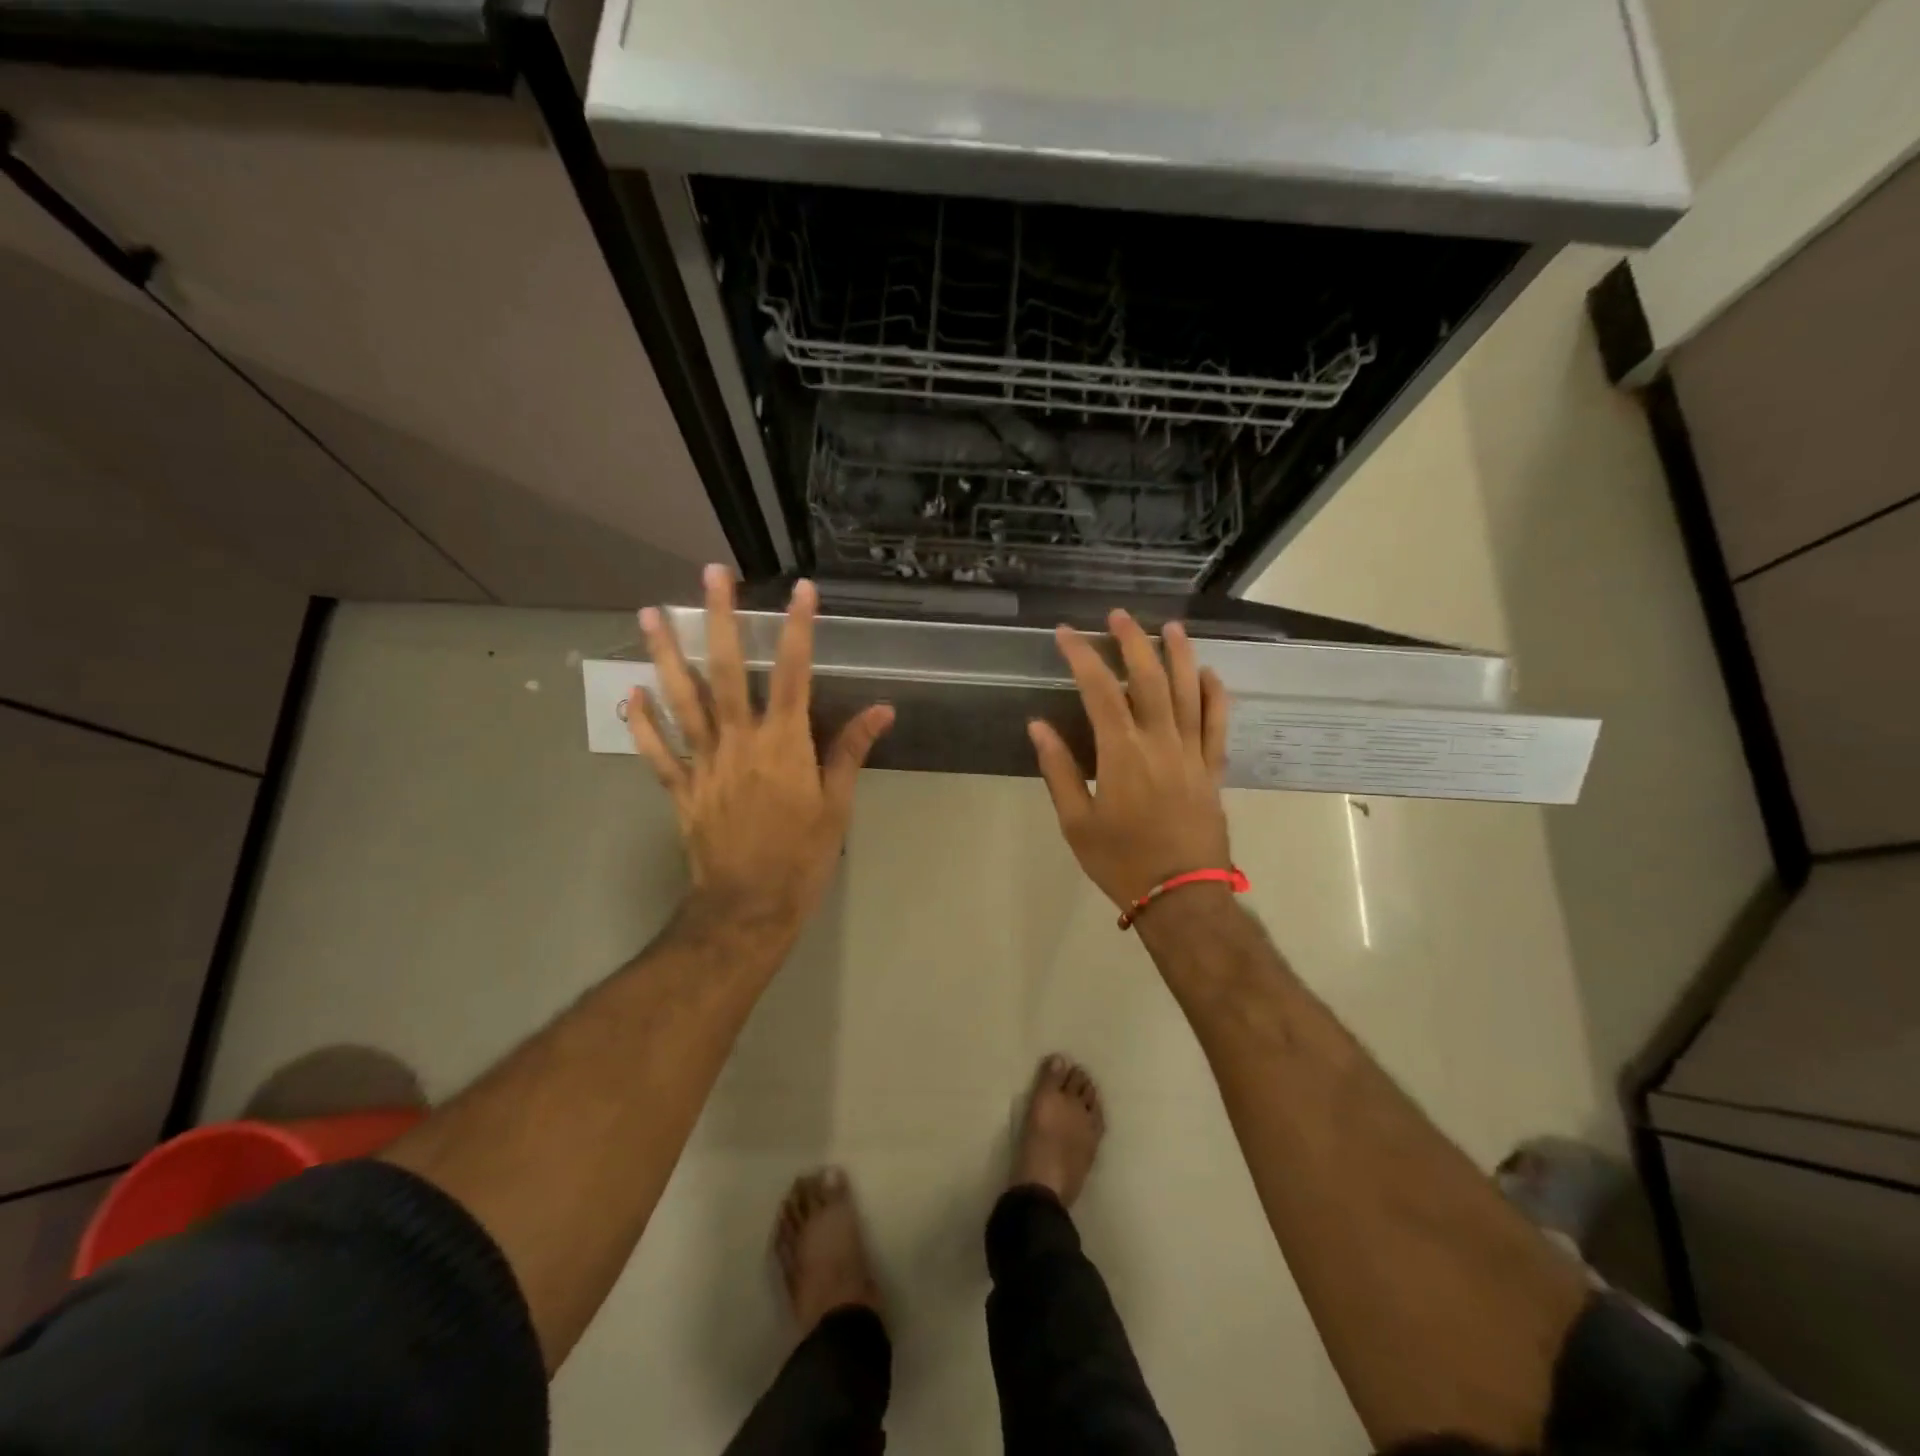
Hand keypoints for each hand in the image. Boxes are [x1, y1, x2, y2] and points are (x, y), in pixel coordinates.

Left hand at [627, 567, 893, 935]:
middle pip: (727, 671)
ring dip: (666, 655)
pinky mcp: (680, 789)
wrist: (748, 908)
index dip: (797, 629)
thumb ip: (851, 752)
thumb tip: (882, 710)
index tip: (800, 590)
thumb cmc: (802, 857)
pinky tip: (629, 693)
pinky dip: (641, 723)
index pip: (793, 674)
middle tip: (711, 574)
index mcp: (784, 745)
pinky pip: (656, 751)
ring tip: (650, 614)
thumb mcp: (837, 807)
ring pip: (682, 701)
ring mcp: (703, 764)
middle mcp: (739, 743)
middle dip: (720, 619)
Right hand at [1029, 612, 1232, 912]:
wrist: (1181, 896)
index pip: (1099, 691)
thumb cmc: (1120, 861)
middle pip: (1149, 678)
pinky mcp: (1212, 768)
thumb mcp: (1076, 821)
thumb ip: (1059, 769)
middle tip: (1118, 616)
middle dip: (1132, 642)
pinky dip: (1215, 694)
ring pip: (1189, 691)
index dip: (1082, 657)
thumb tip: (1038, 726)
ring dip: (1179, 655)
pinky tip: (1209, 674)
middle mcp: (1160, 742)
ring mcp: (1192, 753)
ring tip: (1170, 627)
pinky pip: (1218, 722)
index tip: (1067, 634)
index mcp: (1121, 753)